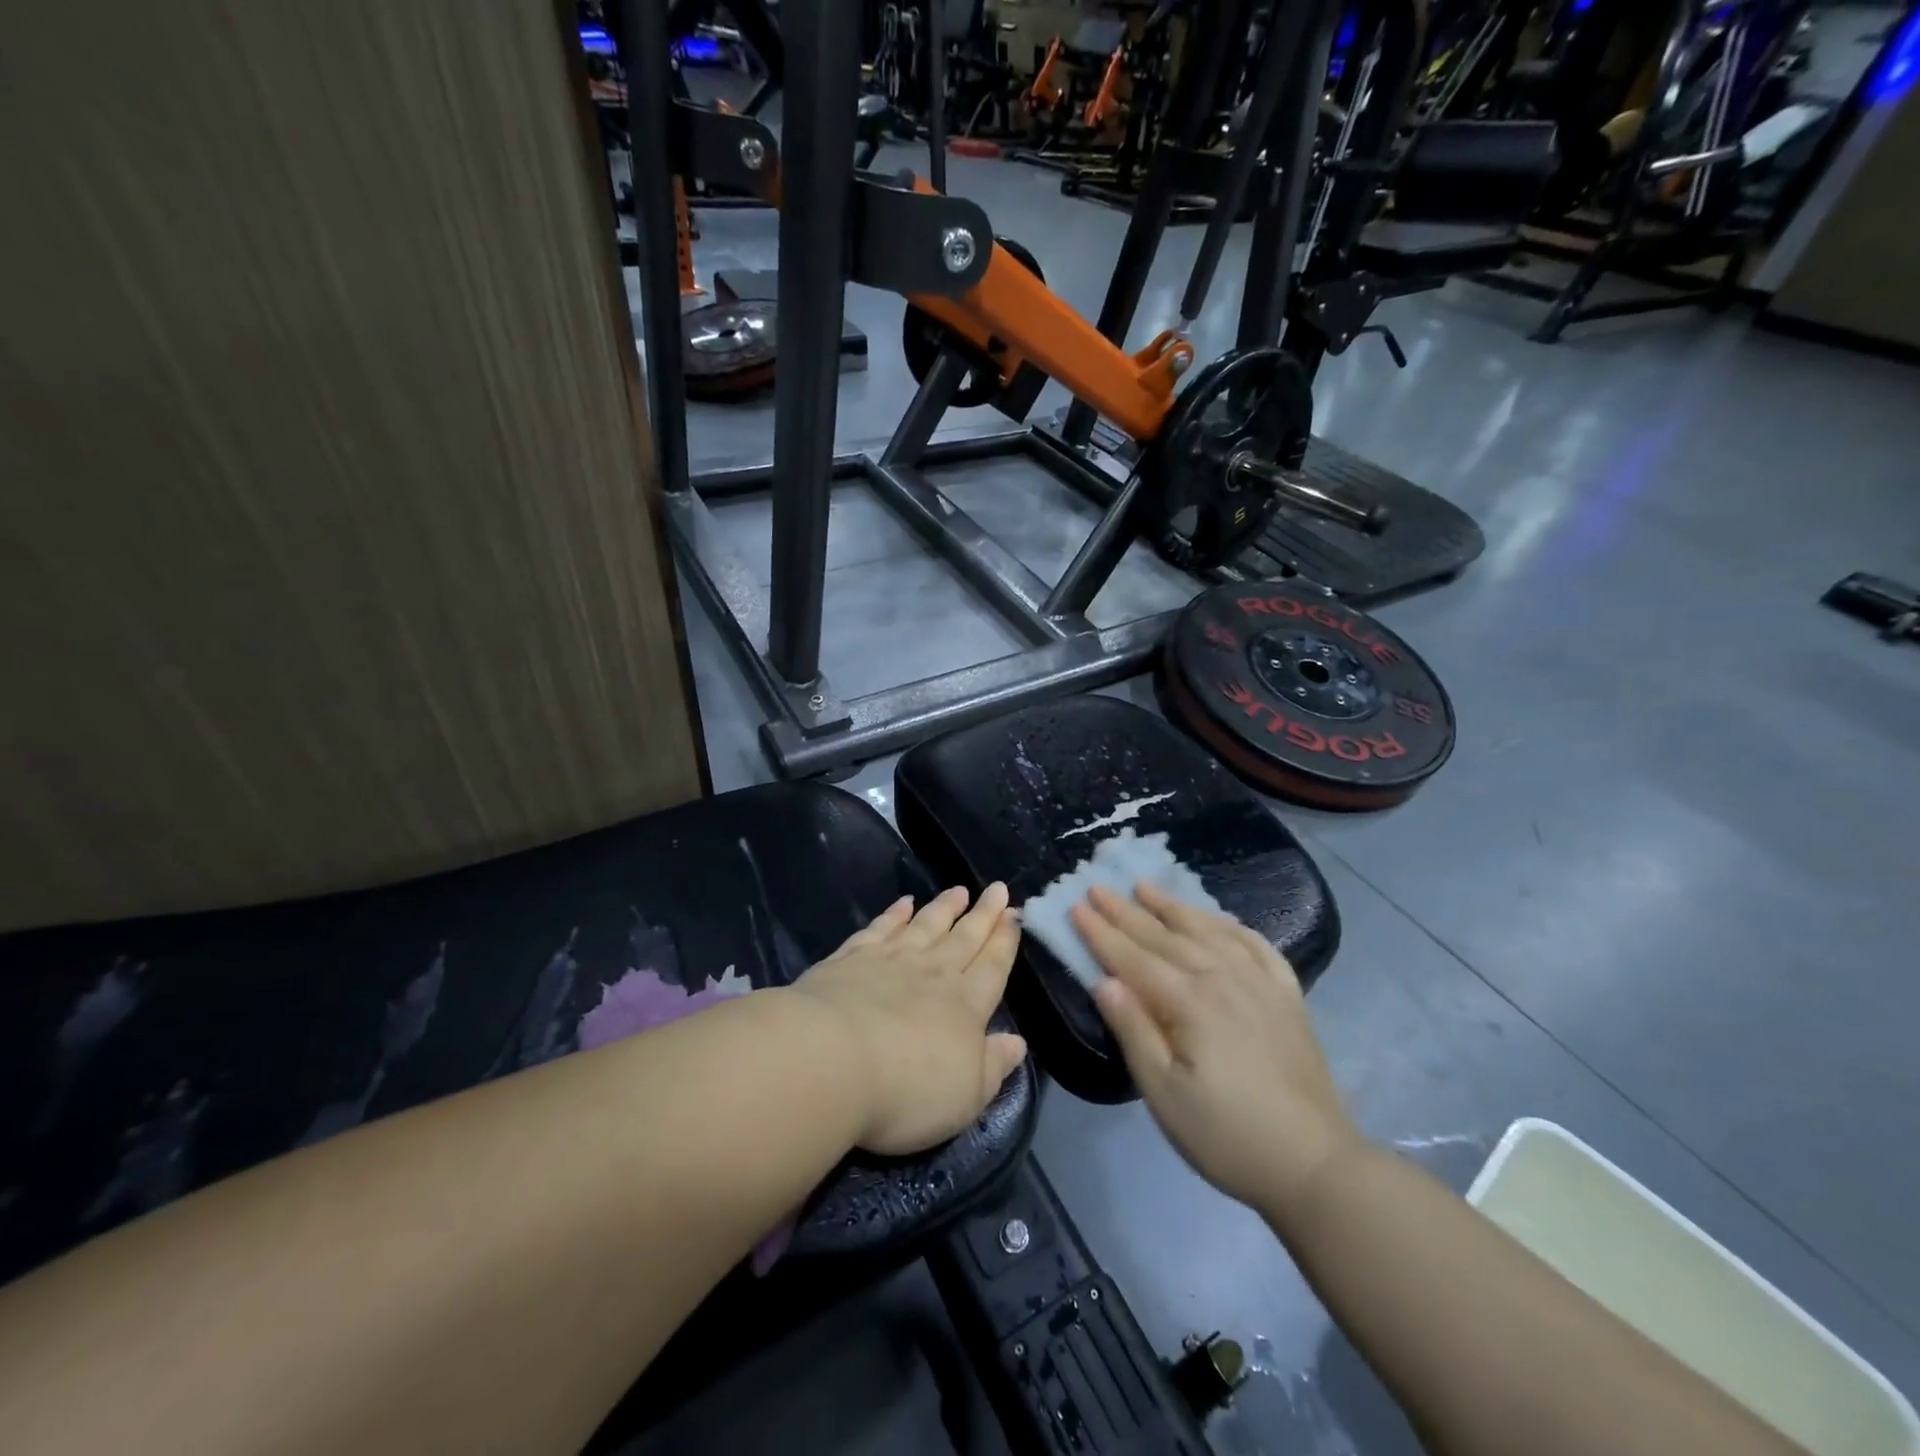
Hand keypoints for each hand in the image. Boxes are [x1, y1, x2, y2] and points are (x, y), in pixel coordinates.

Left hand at [790, 884, 1028, 1156]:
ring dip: (944, 907)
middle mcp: (933, 974)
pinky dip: (894, 914)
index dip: (1005, 941)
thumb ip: (994, 1066)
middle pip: (964, 938)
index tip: (1014, 914)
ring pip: (926, 925)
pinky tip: (903, 903)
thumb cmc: (906, 1089)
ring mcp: (890, 960)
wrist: (831, 1060)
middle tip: (998, 889)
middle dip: (983, 914)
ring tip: (959, 890)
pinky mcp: (851, 957)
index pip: (992, 967)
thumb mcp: (966, 1096)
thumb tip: (1019, 1042)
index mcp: (965, 1006)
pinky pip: (880, 928)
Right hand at [1072, 884, 1359, 1215]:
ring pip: (1208, 931)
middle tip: (1098, 888)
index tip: (1075, 907)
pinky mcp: (1287, 997)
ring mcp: (1259, 984)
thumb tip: (1104, 981)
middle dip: (1127, 911)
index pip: (1133, 958)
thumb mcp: (1164, 1094)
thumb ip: (1134, 1031)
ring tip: (1146, 886)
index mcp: (1188, 1002)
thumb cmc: (1226, 1135)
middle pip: (1165, 937)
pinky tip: (1219, 919)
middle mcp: (1222, 979)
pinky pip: (1256, 946)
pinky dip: (1232, 926)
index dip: (1102, 933)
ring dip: (1173, 907)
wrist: (1315, 1166)